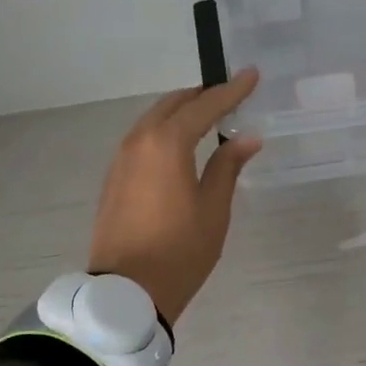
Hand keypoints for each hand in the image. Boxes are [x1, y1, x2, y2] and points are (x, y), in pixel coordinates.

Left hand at [89, 71, 262, 325]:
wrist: (126, 291)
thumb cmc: (179, 251)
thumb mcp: (213, 209)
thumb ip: (227, 166)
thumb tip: (246, 138)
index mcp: (166, 143)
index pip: (204, 106)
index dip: (231, 91)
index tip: (251, 74)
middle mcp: (139, 140)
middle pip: (174, 105)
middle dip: (203, 97)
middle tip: (231, 97)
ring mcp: (121, 158)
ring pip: (154, 120)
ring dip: (181, 113)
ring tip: (208, 118)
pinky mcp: (114, 177)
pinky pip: (142, 139)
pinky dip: (164, 132)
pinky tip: (180, 146)